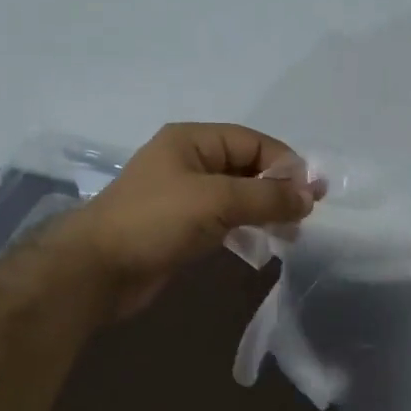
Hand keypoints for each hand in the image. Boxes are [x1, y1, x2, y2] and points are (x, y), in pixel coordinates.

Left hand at [68, 123, 315, 316]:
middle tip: (305, 216)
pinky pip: (223, 220)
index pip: (252, 142)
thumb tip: (310, 195)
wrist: (98, 269)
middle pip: (246, 167)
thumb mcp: (216, 200)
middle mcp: (188, 162)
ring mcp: (183, 196)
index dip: (285, 163)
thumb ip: (266, 196)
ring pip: (236, 196)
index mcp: (192, 141)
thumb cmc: (156, 221)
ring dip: (264, 211)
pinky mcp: (180, 227)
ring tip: (290, 234)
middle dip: (277, 189)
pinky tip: (261, 245)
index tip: (312, 193)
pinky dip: (245, 228)